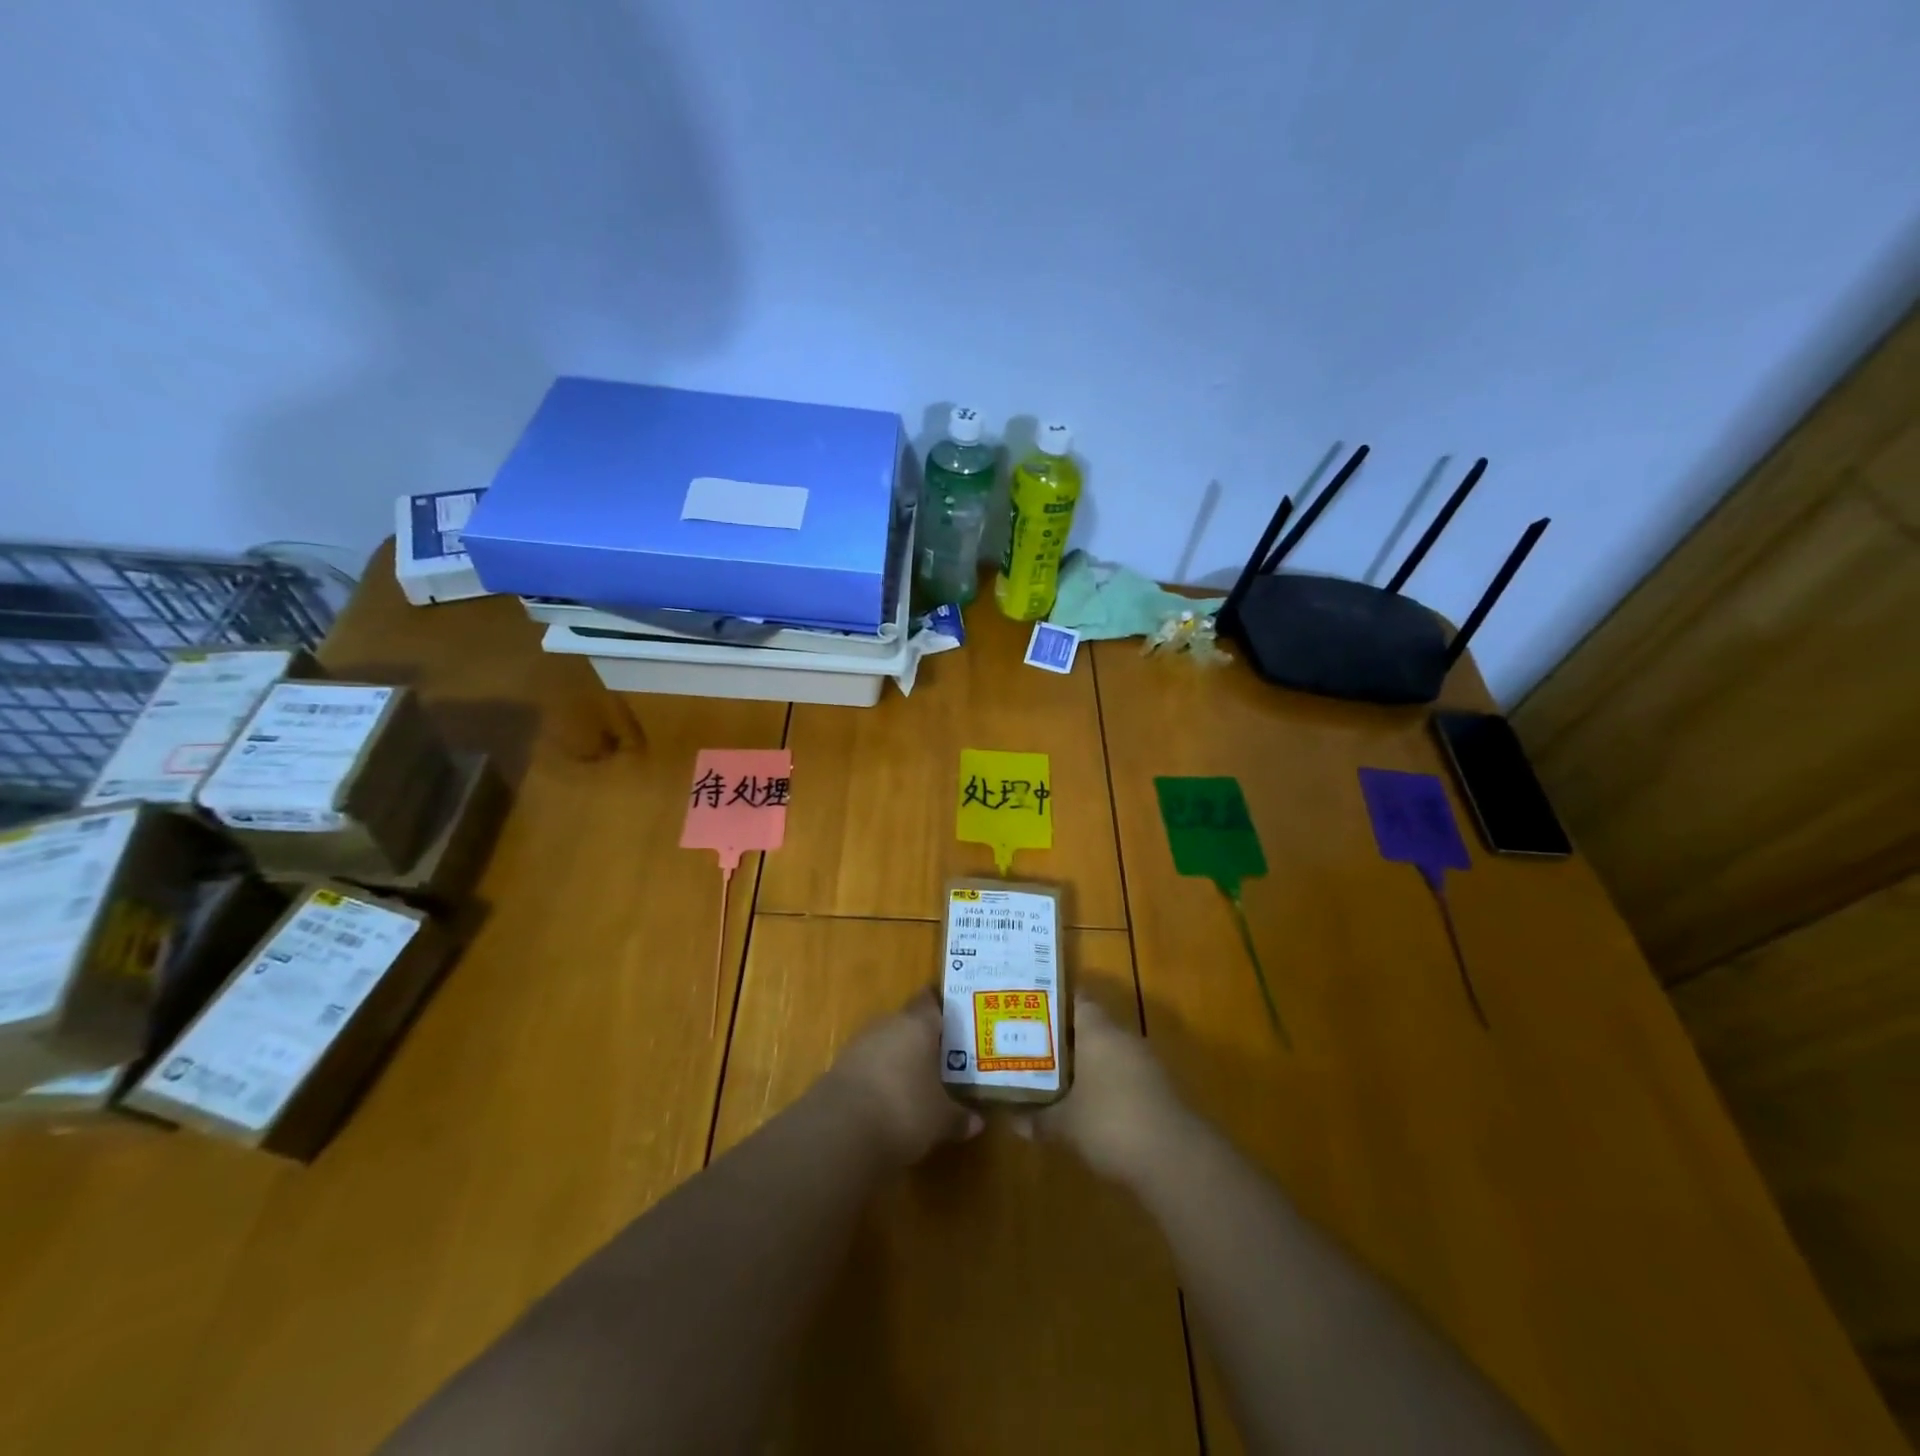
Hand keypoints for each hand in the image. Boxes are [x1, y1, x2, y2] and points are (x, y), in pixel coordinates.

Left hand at [823, 993, 983, 1168]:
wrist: (841, 1131)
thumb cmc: (904, 1111)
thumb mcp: (940, 1120)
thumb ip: (958, 1117)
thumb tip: (977, 1122)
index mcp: (917, 1025)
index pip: (930, 1002)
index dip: (941, 1009)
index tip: (954, 1020)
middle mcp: (887, 1024)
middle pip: (907, 1022)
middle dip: (921, 1038)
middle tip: (940, 1057)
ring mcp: (859, 1044)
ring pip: (885, 1043)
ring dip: (897, 1058)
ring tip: (915, 1081)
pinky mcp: (839, 1068)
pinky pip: (866, 1065)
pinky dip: (877, 1077)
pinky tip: (886, 1100)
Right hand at [1015, 997, 1187, 1186]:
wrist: (1176, 1160)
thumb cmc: (1111, 1124)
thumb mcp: (1065, 1125)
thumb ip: (1038, 1118)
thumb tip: (1014, 1120)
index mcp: (1098, 1030)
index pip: (1076, 1000)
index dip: (1053, 1004)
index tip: (1030, 1012)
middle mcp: (1123, 1037)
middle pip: (1091, 1027)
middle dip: (1064, 1039)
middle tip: (1033, 1049)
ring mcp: (1145, 1063)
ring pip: (1108, 1053)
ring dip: (1086, 1065)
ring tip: (1055, 1079)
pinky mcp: (1159, 1090)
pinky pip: (1124, 1077)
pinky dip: (1107, 1086)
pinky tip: (1089, 1108)